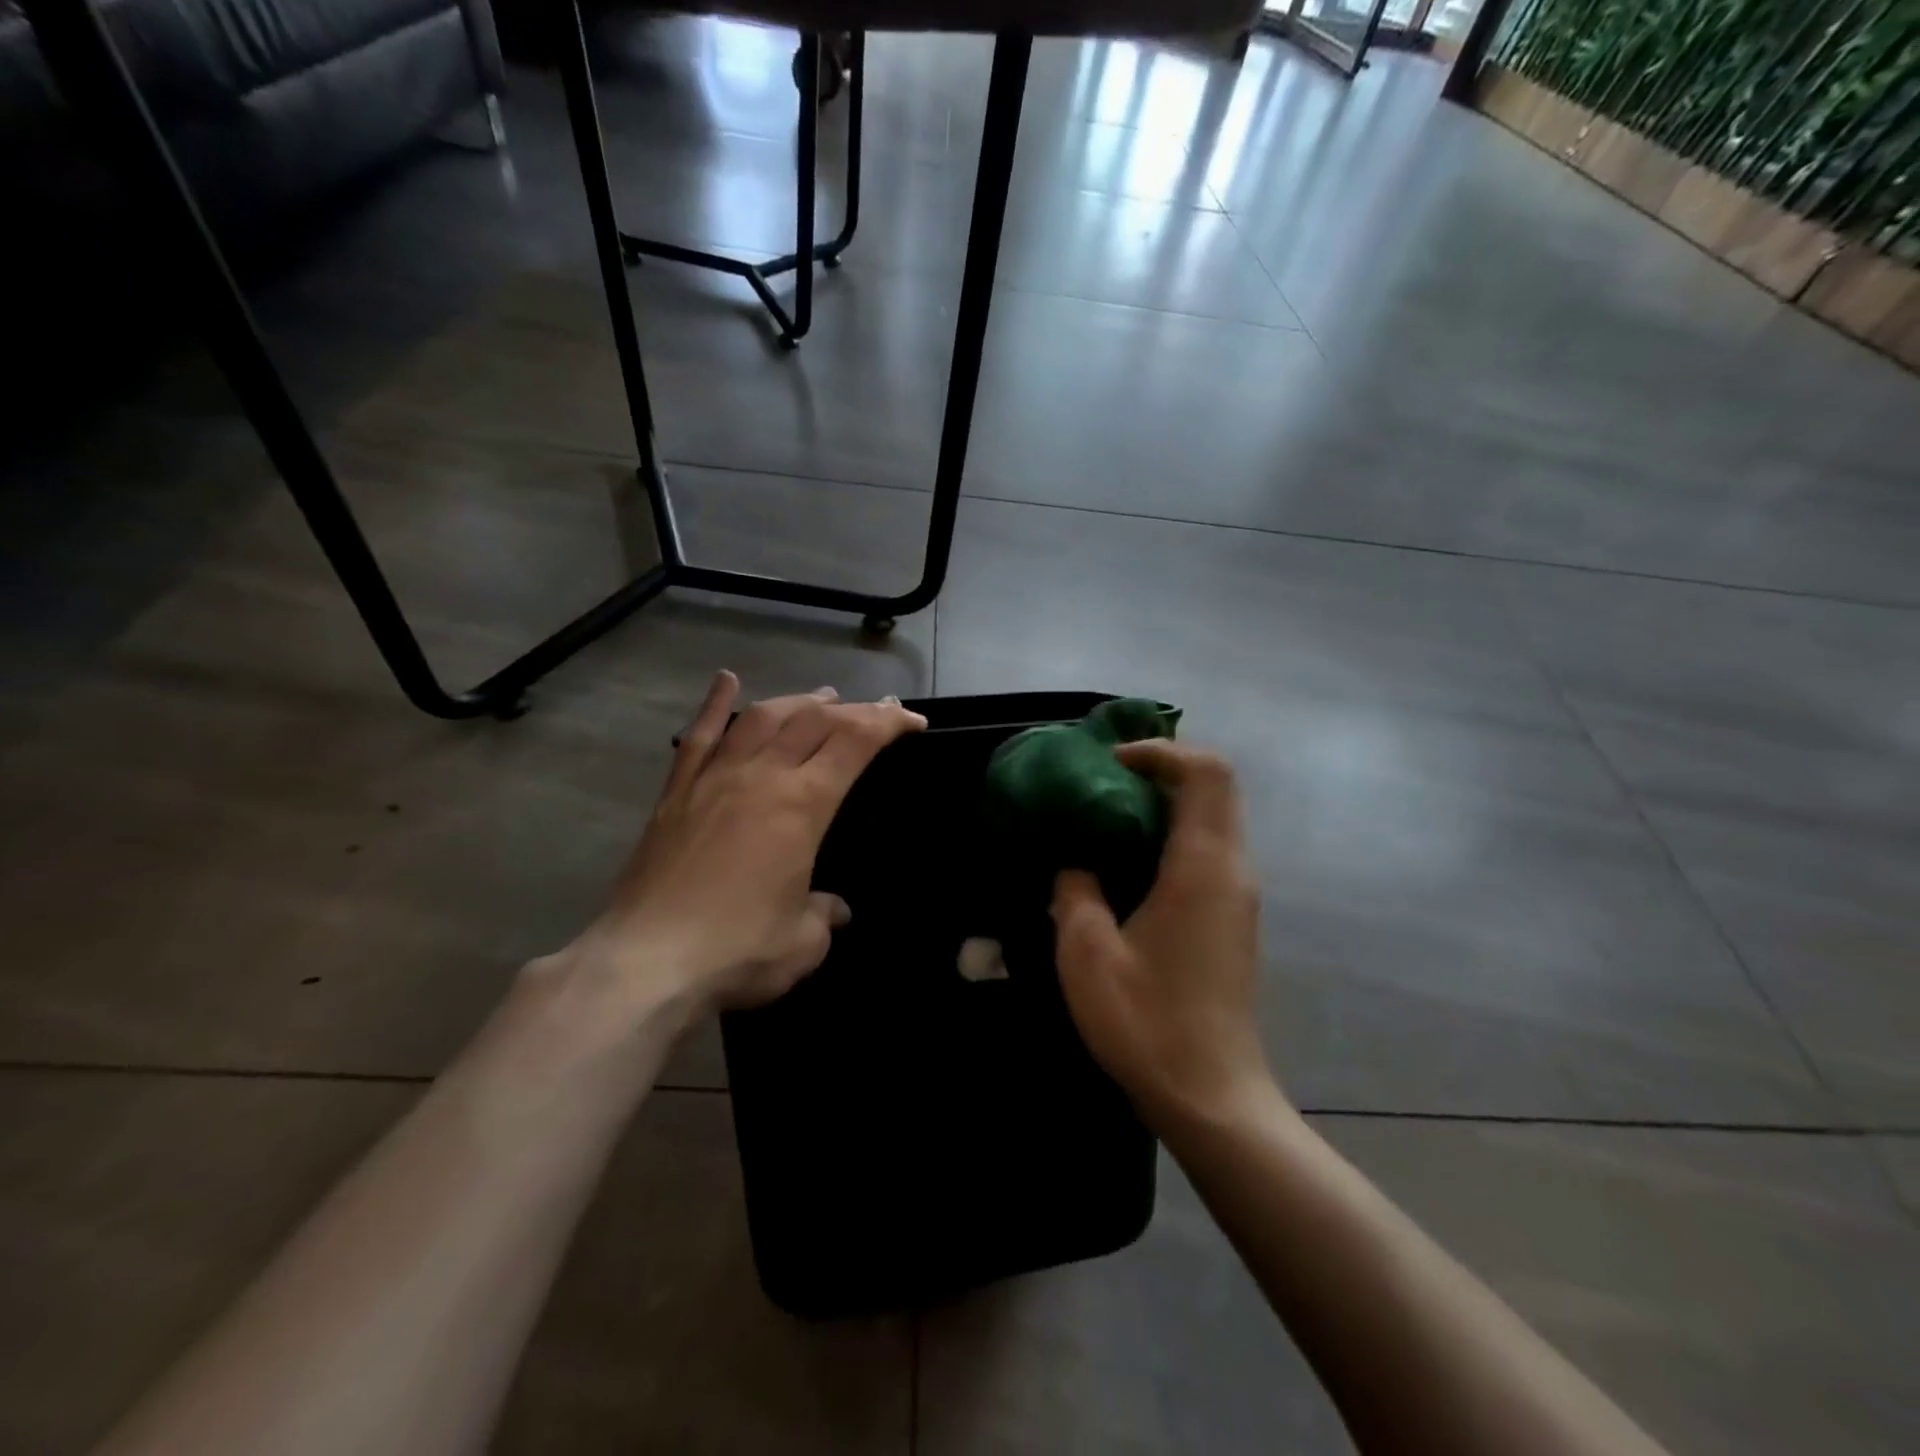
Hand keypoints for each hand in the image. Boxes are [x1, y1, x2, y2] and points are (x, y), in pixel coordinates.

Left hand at [572, 670, 925, 1013]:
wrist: (645, 962)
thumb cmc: (737, 950)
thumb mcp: (803, 942)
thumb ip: (825, 915)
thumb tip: (835, 909)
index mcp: (802, 805)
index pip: (855, 742)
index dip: (889, 723)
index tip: (912, 722)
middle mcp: (760, 776)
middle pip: (813, 720)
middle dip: (854, 709)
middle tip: (877, 711)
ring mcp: (714, 779)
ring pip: (762, 717)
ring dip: (797, 701)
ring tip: (822, 698)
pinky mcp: (676, 793)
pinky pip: (699, 736)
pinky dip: (715, 705)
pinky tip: (726, 680)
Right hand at [1050, 740, 1273, 1131]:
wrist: (1211, 1097)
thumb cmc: (1147, 1022)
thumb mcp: (1087, 952)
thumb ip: (1075, 889)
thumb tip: (1075, 862)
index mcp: (1202, 866)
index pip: (1207, 773)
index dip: (1162, 752)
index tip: (1110, 762)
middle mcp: (1232, 870)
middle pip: (1216, 788)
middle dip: (1163, 770)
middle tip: (1103, 781)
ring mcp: (1238, 897)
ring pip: (1215, 819)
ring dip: (1167, 803)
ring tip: (1107, 816)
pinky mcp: (1233, 920)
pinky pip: (1209, 852)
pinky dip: (1172, 835)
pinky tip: (1128, 864)